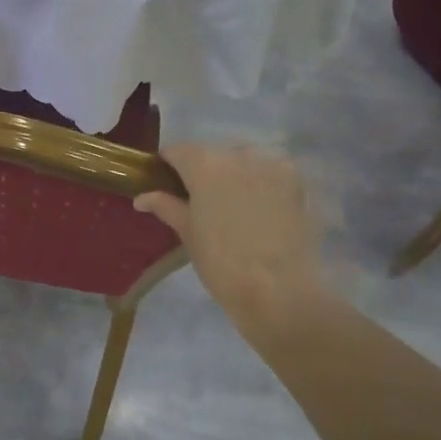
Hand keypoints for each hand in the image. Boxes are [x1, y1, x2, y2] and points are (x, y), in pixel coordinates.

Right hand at [134, 144, 331, 342]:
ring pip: (244, 162)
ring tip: (233, 209)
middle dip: (203, 172)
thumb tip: (142, 197)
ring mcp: (273, 165)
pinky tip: (260, 212)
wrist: (279, 289)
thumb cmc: (221, 262)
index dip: (167, 166)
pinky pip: (271, 174)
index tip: (164, 184)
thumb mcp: (187, 233)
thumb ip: (166, 206)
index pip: (177, 151)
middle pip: (213, 154)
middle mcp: (240, 154)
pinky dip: (261, 185)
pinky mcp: (299, 182)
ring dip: (234, 176)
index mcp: (205, 163)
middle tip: (200, 203)